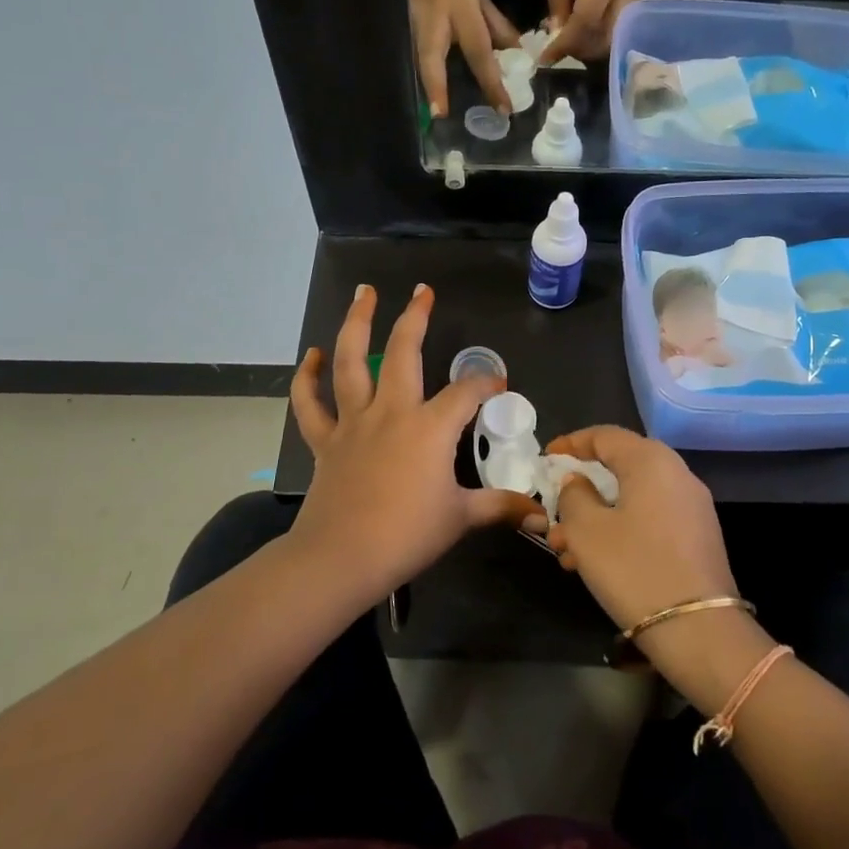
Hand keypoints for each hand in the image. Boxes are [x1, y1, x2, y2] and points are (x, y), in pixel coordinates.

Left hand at [289, 284, 535, 599]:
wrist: (342, 557)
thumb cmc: (407, 535)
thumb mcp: (461, 519)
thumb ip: (500, 508)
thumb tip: (541, 517)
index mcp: (430, 427)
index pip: (467, 392)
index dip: (486, 382)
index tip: (498, 385)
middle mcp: (392, 412)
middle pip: (404, 351)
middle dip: (416, 318)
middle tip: (423, 291)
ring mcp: (354, 422)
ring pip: (351, 361)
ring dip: (357, 324)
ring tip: (364, 293)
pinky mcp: (326, 441)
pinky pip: (310, 403)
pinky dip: (308, 377)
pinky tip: (313, 355)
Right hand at [404, 0, 517, 116]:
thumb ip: (495, 23)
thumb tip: (515, 53)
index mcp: (460, 9)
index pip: (479, 51)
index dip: (491, 82)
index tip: (503, 109)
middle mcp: (433, 19)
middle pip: (431, 59)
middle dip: (436, 88)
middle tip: (441, 116)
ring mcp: (410, 22)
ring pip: (416, 59)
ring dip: (424, 85)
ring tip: (434, 112)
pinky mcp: (398, 24)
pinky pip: (410, 54)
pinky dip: (419, 74)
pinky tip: (425, 94)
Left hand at [540, 0, 649, 65]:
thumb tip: (554, 29)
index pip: (586, 20)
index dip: (565, 43)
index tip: (545, 59)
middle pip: (604, 39)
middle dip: (578, 51)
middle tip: (555, 51)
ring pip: (613, 39)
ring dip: (588, 47)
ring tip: (566, 41)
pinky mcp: (638, 2)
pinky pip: (617, 30)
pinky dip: (597, 37)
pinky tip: (579, 30)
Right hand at [543, 425, 736, 634]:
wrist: (698, 629)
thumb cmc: (633, 568)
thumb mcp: (586, 530)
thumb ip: (573, 495)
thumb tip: (577, 482)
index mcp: (651, 460)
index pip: (604, 435)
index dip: (571, 444)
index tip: (545, 459)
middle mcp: (677, 473)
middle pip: (619, 468)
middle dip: (580, 490)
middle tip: (552, 513)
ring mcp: (691, 506)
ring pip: (632, 498)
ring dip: (595, 517)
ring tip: (565, 549)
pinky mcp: (697, 537)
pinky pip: (649, 519)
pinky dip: (619, 530)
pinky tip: (595, 562)